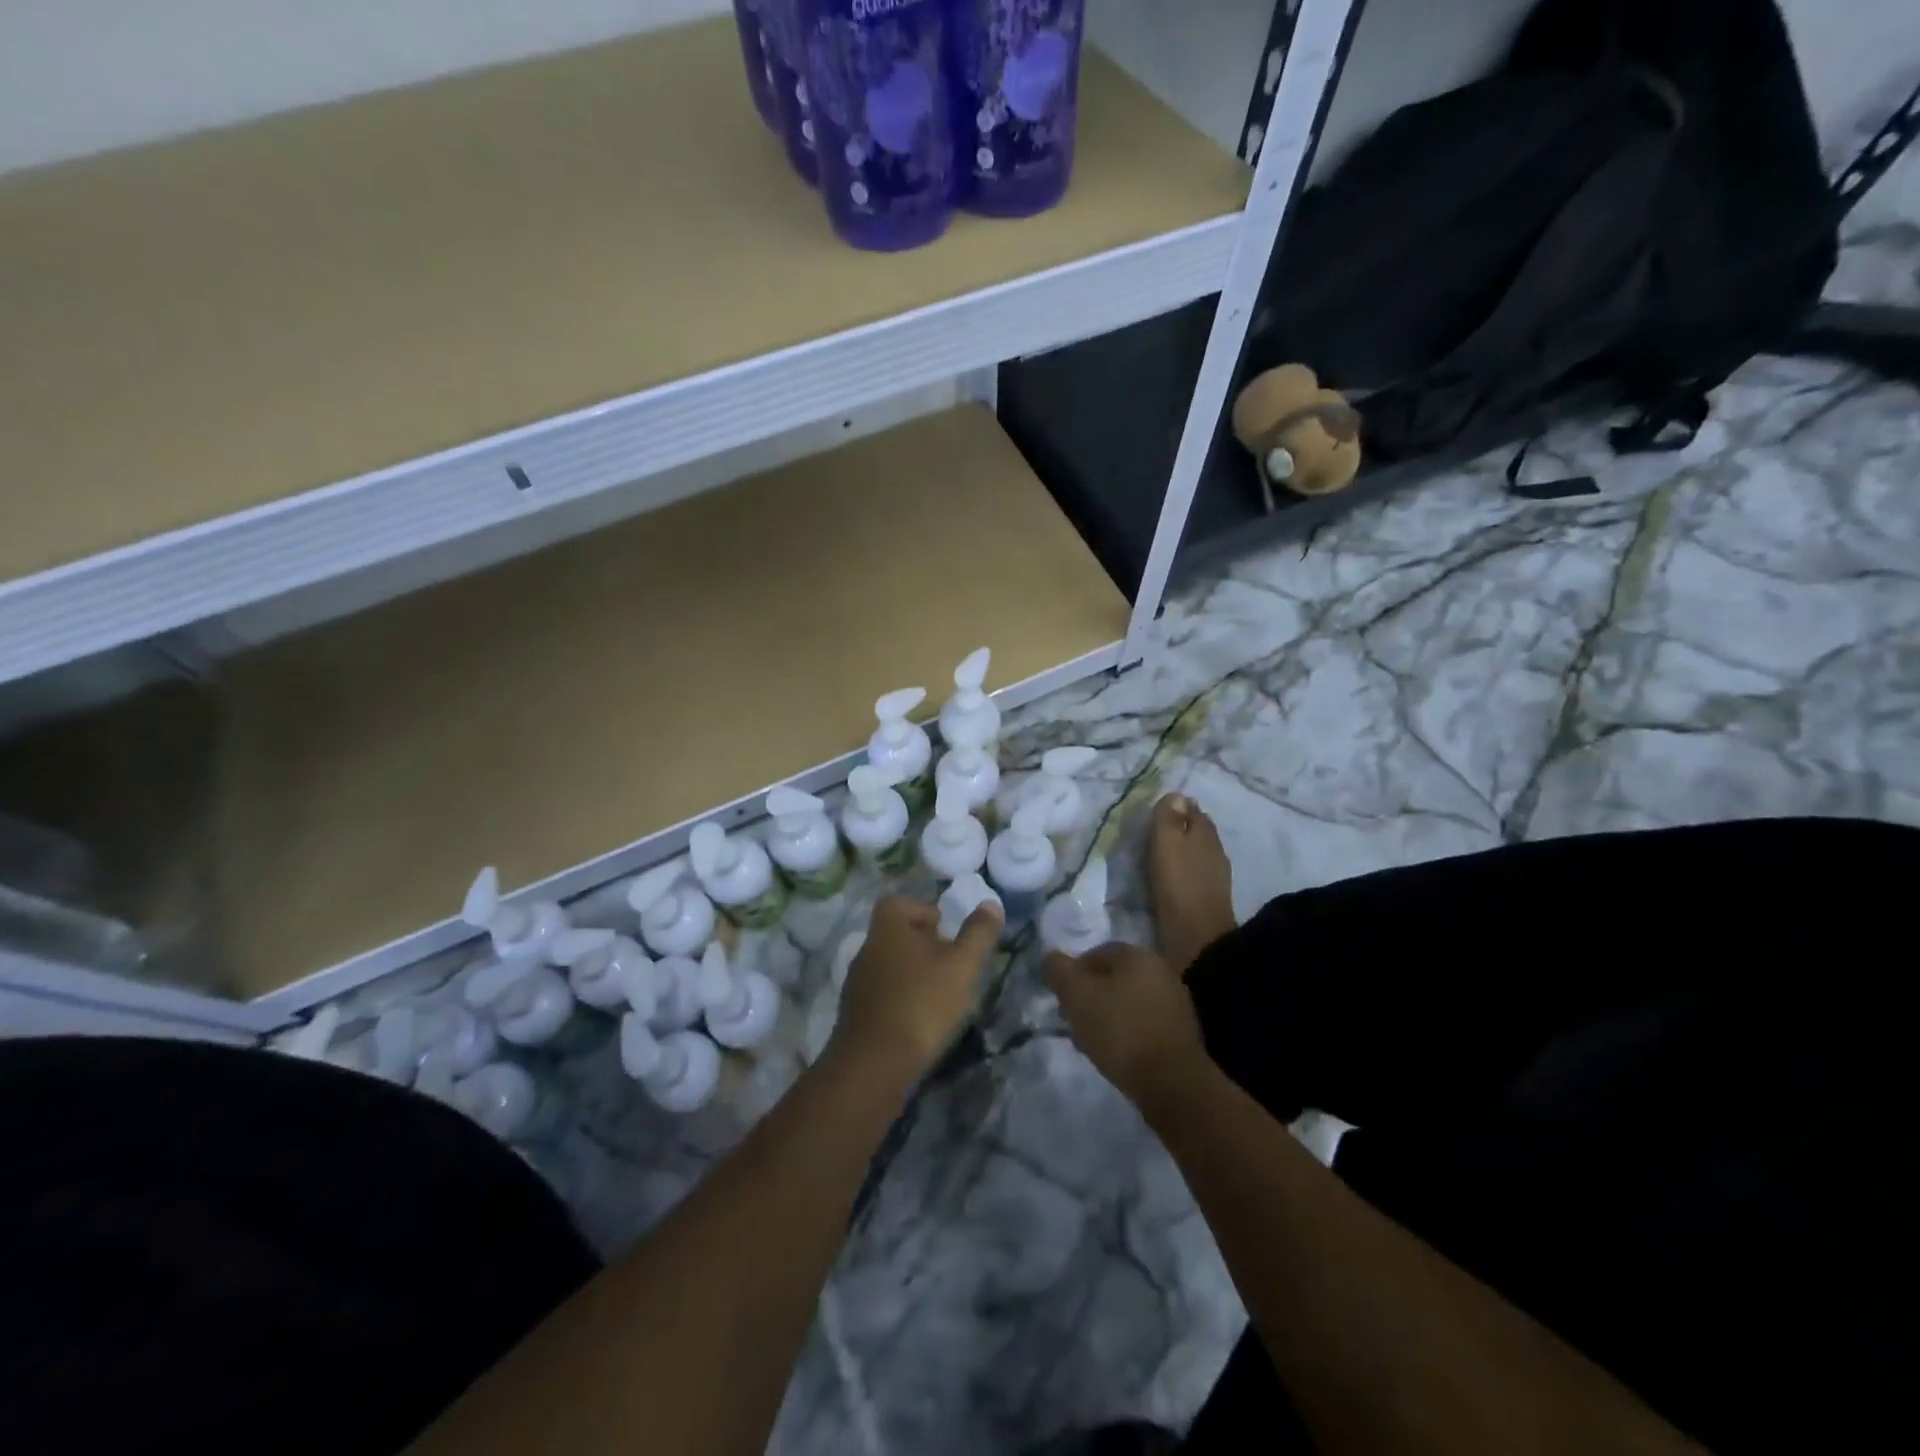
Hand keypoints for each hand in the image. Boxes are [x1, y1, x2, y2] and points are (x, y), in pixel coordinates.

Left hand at [832, 894, 1002, 1076]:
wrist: (873, 1065)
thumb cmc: (921, 1004)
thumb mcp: (961, 966)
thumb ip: (977, 934)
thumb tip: (990, 904)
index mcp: (887, 929)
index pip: (897, 903)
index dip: (922, 910)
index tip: (945, 929)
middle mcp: (867, 949)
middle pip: (894, 934)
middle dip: (923, 944)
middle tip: (951, 962)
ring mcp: (857, 983)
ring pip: (889, 965)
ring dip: (913, 972)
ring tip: (941, 993)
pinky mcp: (855, 1013)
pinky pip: (882, 993)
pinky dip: (901, 998)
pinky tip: (920, 1019)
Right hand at [1044, 943, 1206, 1109]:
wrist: (1171, 1082)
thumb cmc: (1120, 1030)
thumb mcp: (1077, 996)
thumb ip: (1059, 971)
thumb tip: (1049, 955)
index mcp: (1137, 955)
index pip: (1097, 953)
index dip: (1074, 973)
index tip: (1061, 998)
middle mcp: (1161, 971)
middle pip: (1114, 978)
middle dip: (1090, 997)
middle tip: (1072, 1020)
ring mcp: (1176, 1003)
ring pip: (1130, 1003)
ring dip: (1108, 1016)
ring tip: (1091, 1041)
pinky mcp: (1182, 1034)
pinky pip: (1145, 1024)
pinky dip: (1128, 1033)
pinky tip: (1116, 1054)